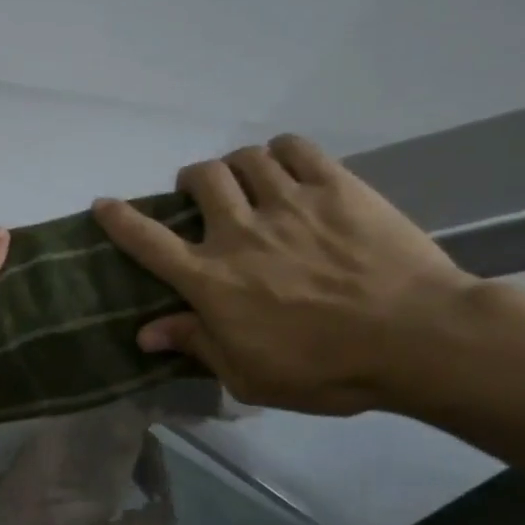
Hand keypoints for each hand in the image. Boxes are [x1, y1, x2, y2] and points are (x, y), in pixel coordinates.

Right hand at [93, 136, 476, 414]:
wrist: (421, 340)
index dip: (119, 219)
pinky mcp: (337, 188)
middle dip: (191, 181)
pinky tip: (286, 166)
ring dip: (237, 166)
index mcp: (211, 279)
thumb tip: (145, 333)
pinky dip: (281, 151)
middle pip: (200, 179)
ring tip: (247, 181)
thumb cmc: (327, 369)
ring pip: (245, 158)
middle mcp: (239, 232)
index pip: (147, 241)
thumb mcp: (248, 376)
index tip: (103, 204)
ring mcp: (289, 204)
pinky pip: (296, 148)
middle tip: (201, 197)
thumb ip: (196, 345)